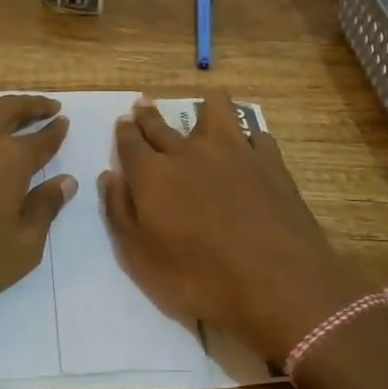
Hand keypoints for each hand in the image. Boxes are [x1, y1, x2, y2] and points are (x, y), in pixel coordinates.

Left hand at [0, 94, 74, 338]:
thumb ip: (45, 209)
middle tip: (48, 107)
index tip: (64, 122)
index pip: (41, 137)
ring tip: (10, 113)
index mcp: (9, 159)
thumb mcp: (21, 249)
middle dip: (33, 105)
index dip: (56, 130)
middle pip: (10, 109)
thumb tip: (66, 181)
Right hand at [99, 94, 370, 362]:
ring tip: (204, 105)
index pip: (130, 142)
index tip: (123, 122)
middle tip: (144, 106)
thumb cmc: (199, 279)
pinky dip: (248, 137)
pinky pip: (256, 135)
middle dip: (149, 115)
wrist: (276, 283)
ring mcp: (234, 151)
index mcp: (153, 174)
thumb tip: (110, 176)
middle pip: (163, 125)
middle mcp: (189, 152)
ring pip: (216, 110)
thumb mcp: (140, 258)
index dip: (124, 131)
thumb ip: (120, 212)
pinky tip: (249, 145)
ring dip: (205, 106)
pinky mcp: (270, 161)